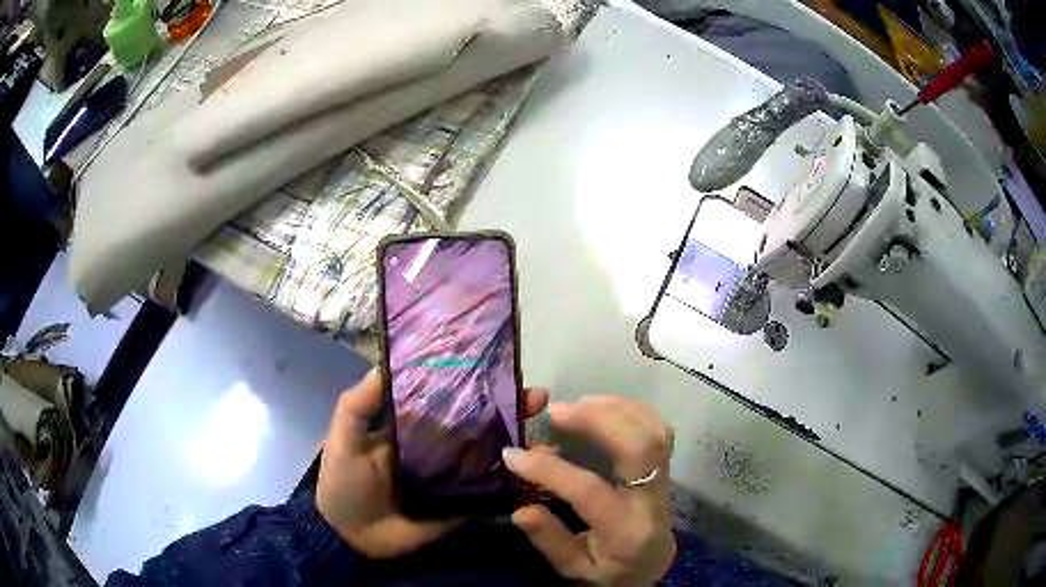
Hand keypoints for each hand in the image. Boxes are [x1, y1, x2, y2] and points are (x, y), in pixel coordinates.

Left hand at [315, 369, 549, 558]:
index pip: (453, 399)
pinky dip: (518, 485)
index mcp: (416, 427)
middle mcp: (441, 448)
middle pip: (482, 425)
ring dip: (523, 448)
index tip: (507, 370)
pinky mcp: (463, 507)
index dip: (478, 384)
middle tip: (539, 399)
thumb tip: (385, 363)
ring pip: (495, 457)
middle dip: (512, 411)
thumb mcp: (342, 439)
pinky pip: (493, 493)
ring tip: (549, 441)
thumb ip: (359, 405)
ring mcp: (455, 479)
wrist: (350, 536)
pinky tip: (541, 478)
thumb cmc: (343, 483)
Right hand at [503, 396, 676, 585]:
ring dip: (616, 409)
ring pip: (654, 431)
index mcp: (625, 530)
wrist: (653, 566)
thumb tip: (520, 509)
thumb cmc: (610, 571)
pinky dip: (631, 411)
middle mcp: (651, 500)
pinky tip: (603, 409)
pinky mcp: (665, 468)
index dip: (549, 469)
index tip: (513, 453)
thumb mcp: (574, 569)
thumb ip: (550, 541)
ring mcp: (664, 480)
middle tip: (557, 412)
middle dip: (598, 420)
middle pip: (639, 446)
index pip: (590, 490)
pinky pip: (657, 429)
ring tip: (578, 405)